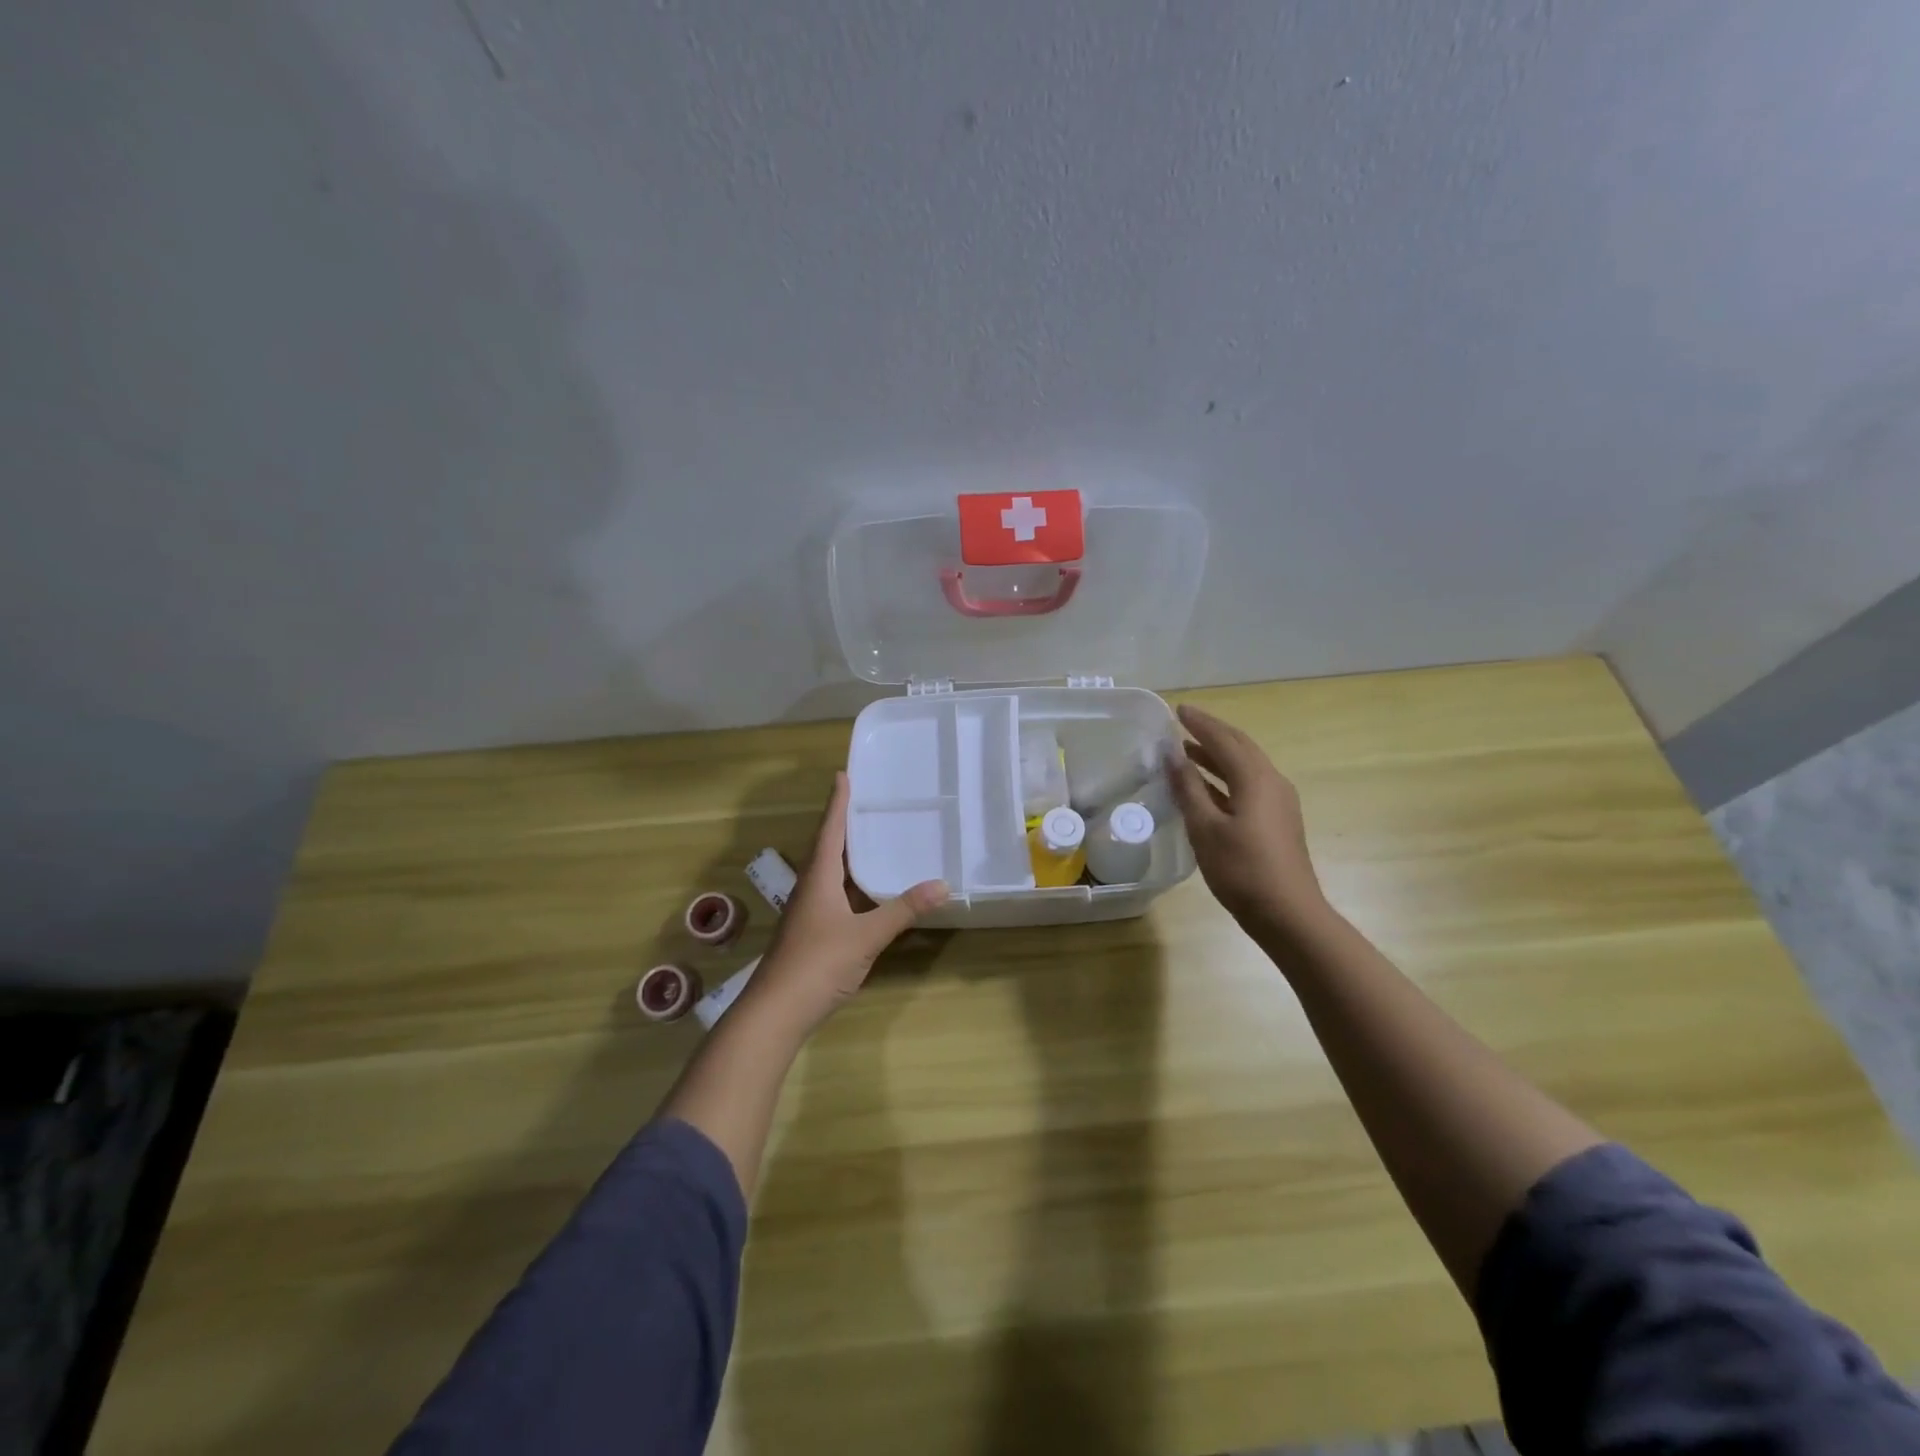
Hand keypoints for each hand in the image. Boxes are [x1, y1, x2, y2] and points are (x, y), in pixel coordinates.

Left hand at [749, 771, 947, 1029]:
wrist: (776, 1012)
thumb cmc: (817, 963)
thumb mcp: (866, 935)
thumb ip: (903, 910)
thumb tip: (943, 884)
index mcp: (818, 878)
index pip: (830, 830)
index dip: (838, 803)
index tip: (843, 775)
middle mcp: (810, 888)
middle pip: (828, 848)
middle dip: (845, 824)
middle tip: (868, 802)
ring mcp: (808, 913)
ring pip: (830, 873)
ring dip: (848, 855)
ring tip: (873, 839)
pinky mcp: (812, 933)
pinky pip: (835, 895)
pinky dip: (852, 884)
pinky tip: (869, 891)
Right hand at [1167, 704, 1327, 939]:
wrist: (1288, 915)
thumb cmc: (1242, 870)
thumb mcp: (1205, 828)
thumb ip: (1188, 789)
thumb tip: (1173, 755)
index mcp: (1256, 779)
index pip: (1224, 739)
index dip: (1200, 723)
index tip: (1177, 710)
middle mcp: (1272, 782)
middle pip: (1240, 747)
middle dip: (1211, 734)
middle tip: (1183, 725)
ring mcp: (1279, 803)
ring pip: (1245, 767)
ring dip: (1217, 756)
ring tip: (1188, 752)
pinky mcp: (1277, 822)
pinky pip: (1248, 786)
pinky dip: (1225, 778)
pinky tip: (1206, 789)